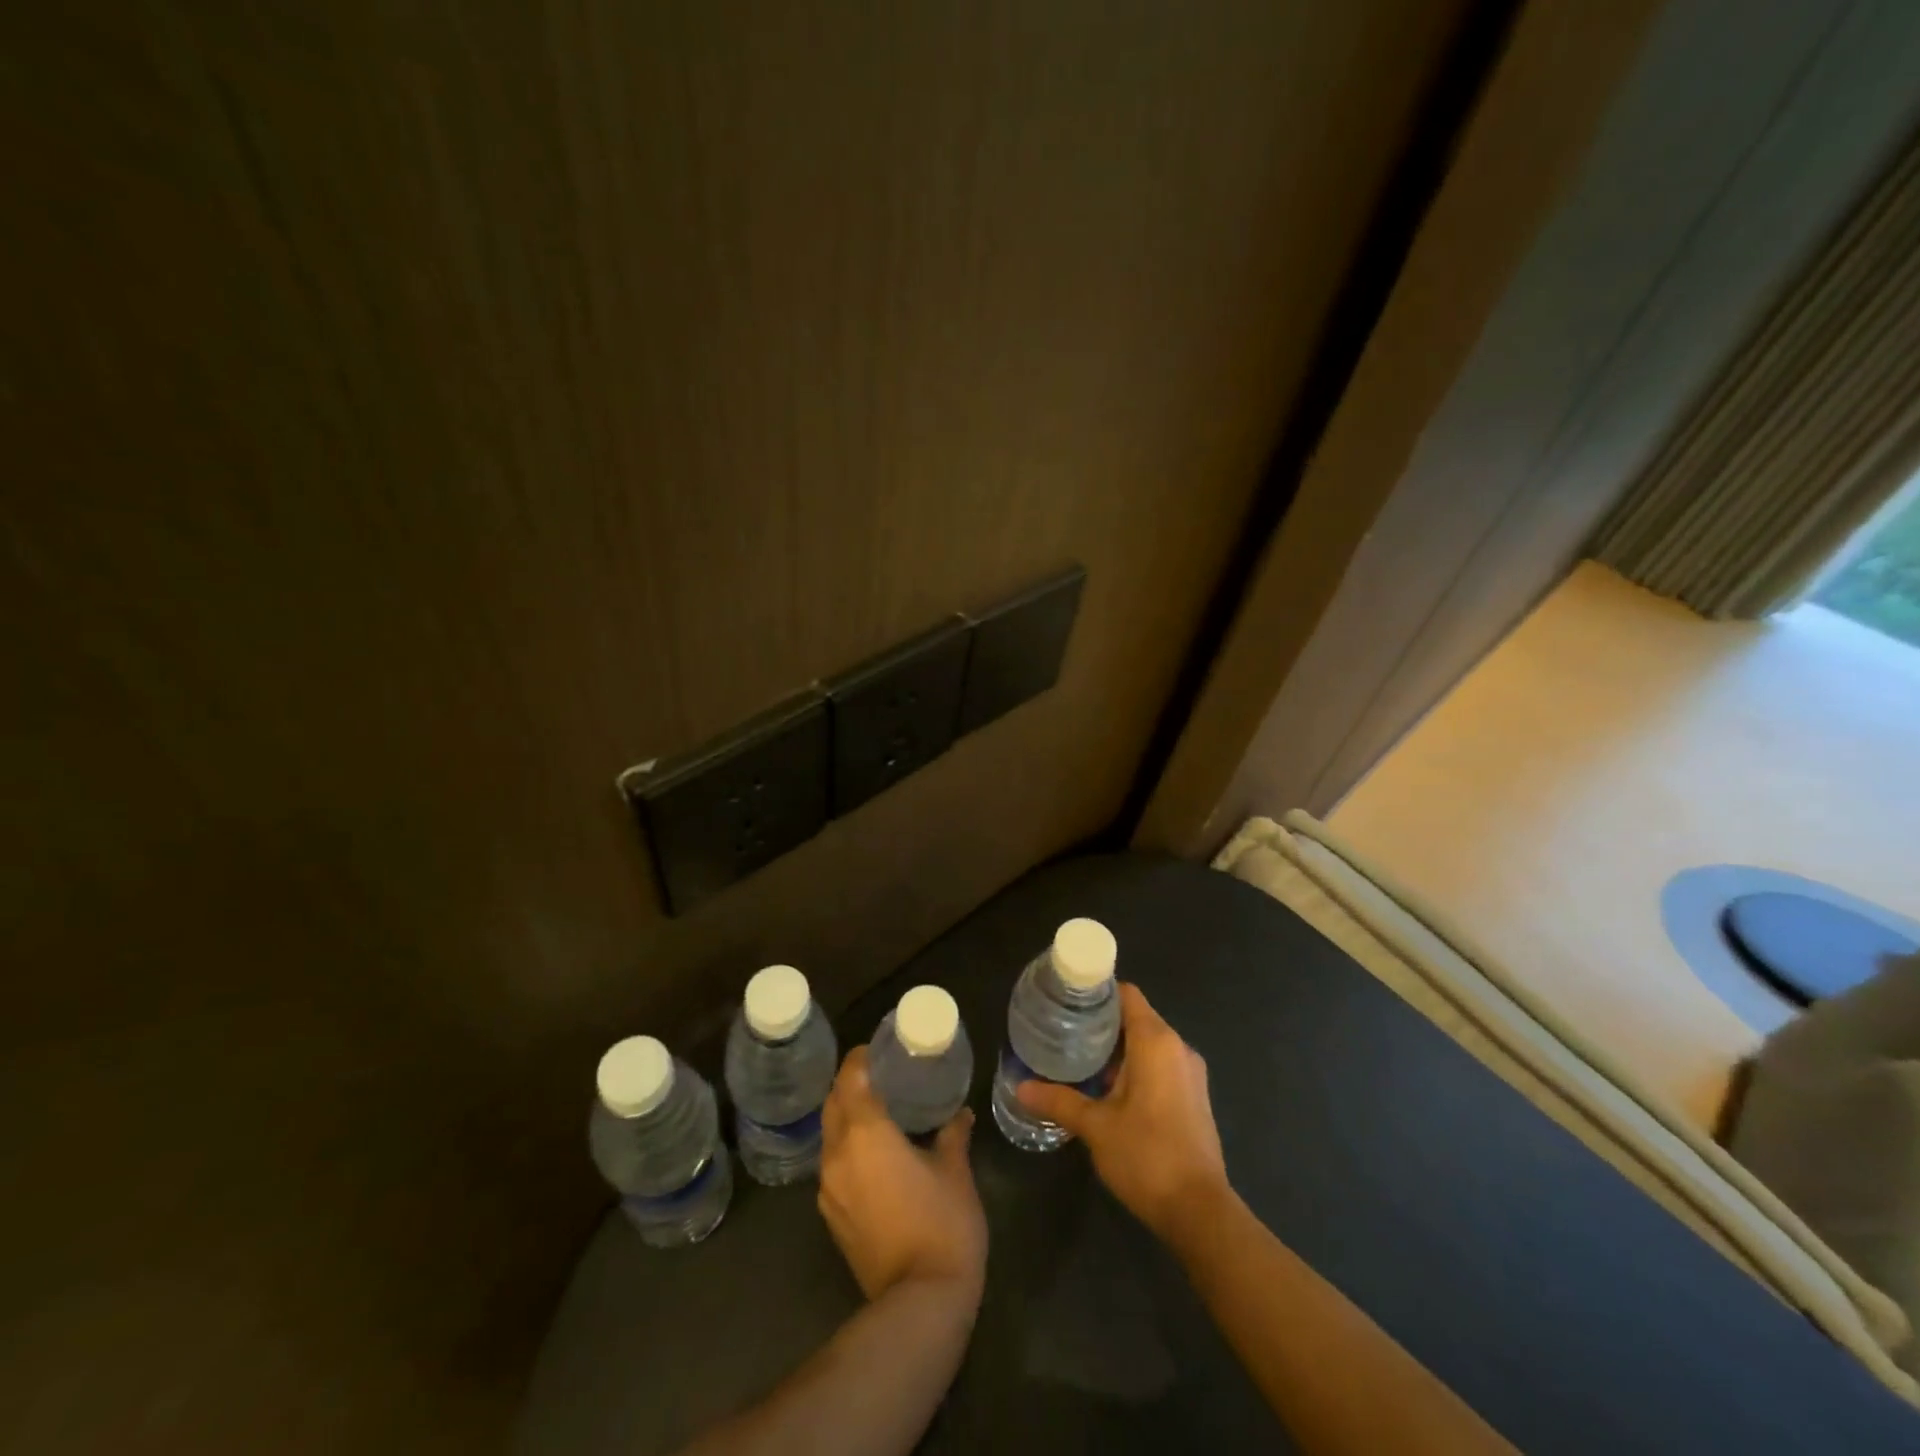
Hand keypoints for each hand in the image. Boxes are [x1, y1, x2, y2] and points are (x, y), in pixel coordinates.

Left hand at [818, 1046, 986, 1302]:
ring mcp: (829, 1188)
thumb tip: (961, 1114)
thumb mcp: (955, 1171)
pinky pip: (832, 1165)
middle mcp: (838, 1154)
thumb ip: (953, 1135)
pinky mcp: (831, 1216)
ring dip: (846, 1118)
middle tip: (880, 1076)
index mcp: (866, 1133)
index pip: (850, 1078)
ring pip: (829, 1135)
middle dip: (850, 1085)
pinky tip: (873, 1155)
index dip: (859, 1058)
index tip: (877, 1049)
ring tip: (877, 1113)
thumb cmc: (942, 1223)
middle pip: (833, 1103)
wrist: (919, 1302)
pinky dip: (847, 1148)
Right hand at [1016, 983, 1230, 1243]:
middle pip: (1136, 1018)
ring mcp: (1190, 1074)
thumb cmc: (1147, 1156)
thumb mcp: (1096, 1126)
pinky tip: (1107, 1090)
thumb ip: (1059, 1101)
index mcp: (1156, 1041)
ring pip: (1148, 1044)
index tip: (1067, 1001)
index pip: (1126, 994)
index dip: (1097, 992)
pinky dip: (1135, 1068)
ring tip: (1078, 1060)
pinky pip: (1160, 1066)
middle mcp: (1178, 1048)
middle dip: (1101, 1024)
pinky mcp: (1194, 1098)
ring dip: (1117, 1050)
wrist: (1200, 1212)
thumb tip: (1021, 1087)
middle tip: (1063, 1032)